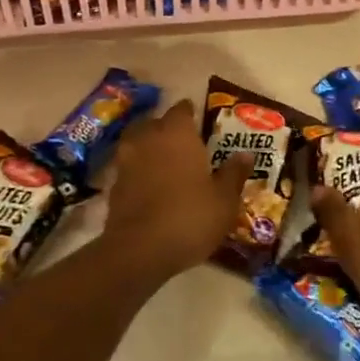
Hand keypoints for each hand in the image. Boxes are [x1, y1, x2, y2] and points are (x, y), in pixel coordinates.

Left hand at [100, 100, 250, 278]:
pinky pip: (129, 168)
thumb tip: (246, 154)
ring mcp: (126, 160)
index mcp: (177, 133)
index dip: (190, 114)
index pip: (182, 110)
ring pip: (138, 143)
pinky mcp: (113, 185)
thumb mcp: (224, 200)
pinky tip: (151, 187)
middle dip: (168, 130)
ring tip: (166, 164)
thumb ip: (234, 173)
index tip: (199, 122)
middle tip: (185, 144)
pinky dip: (139, 172)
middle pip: (156, 123)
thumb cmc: (190, 217)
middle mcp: (149, 138)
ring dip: (150, 149)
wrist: (140, 250)